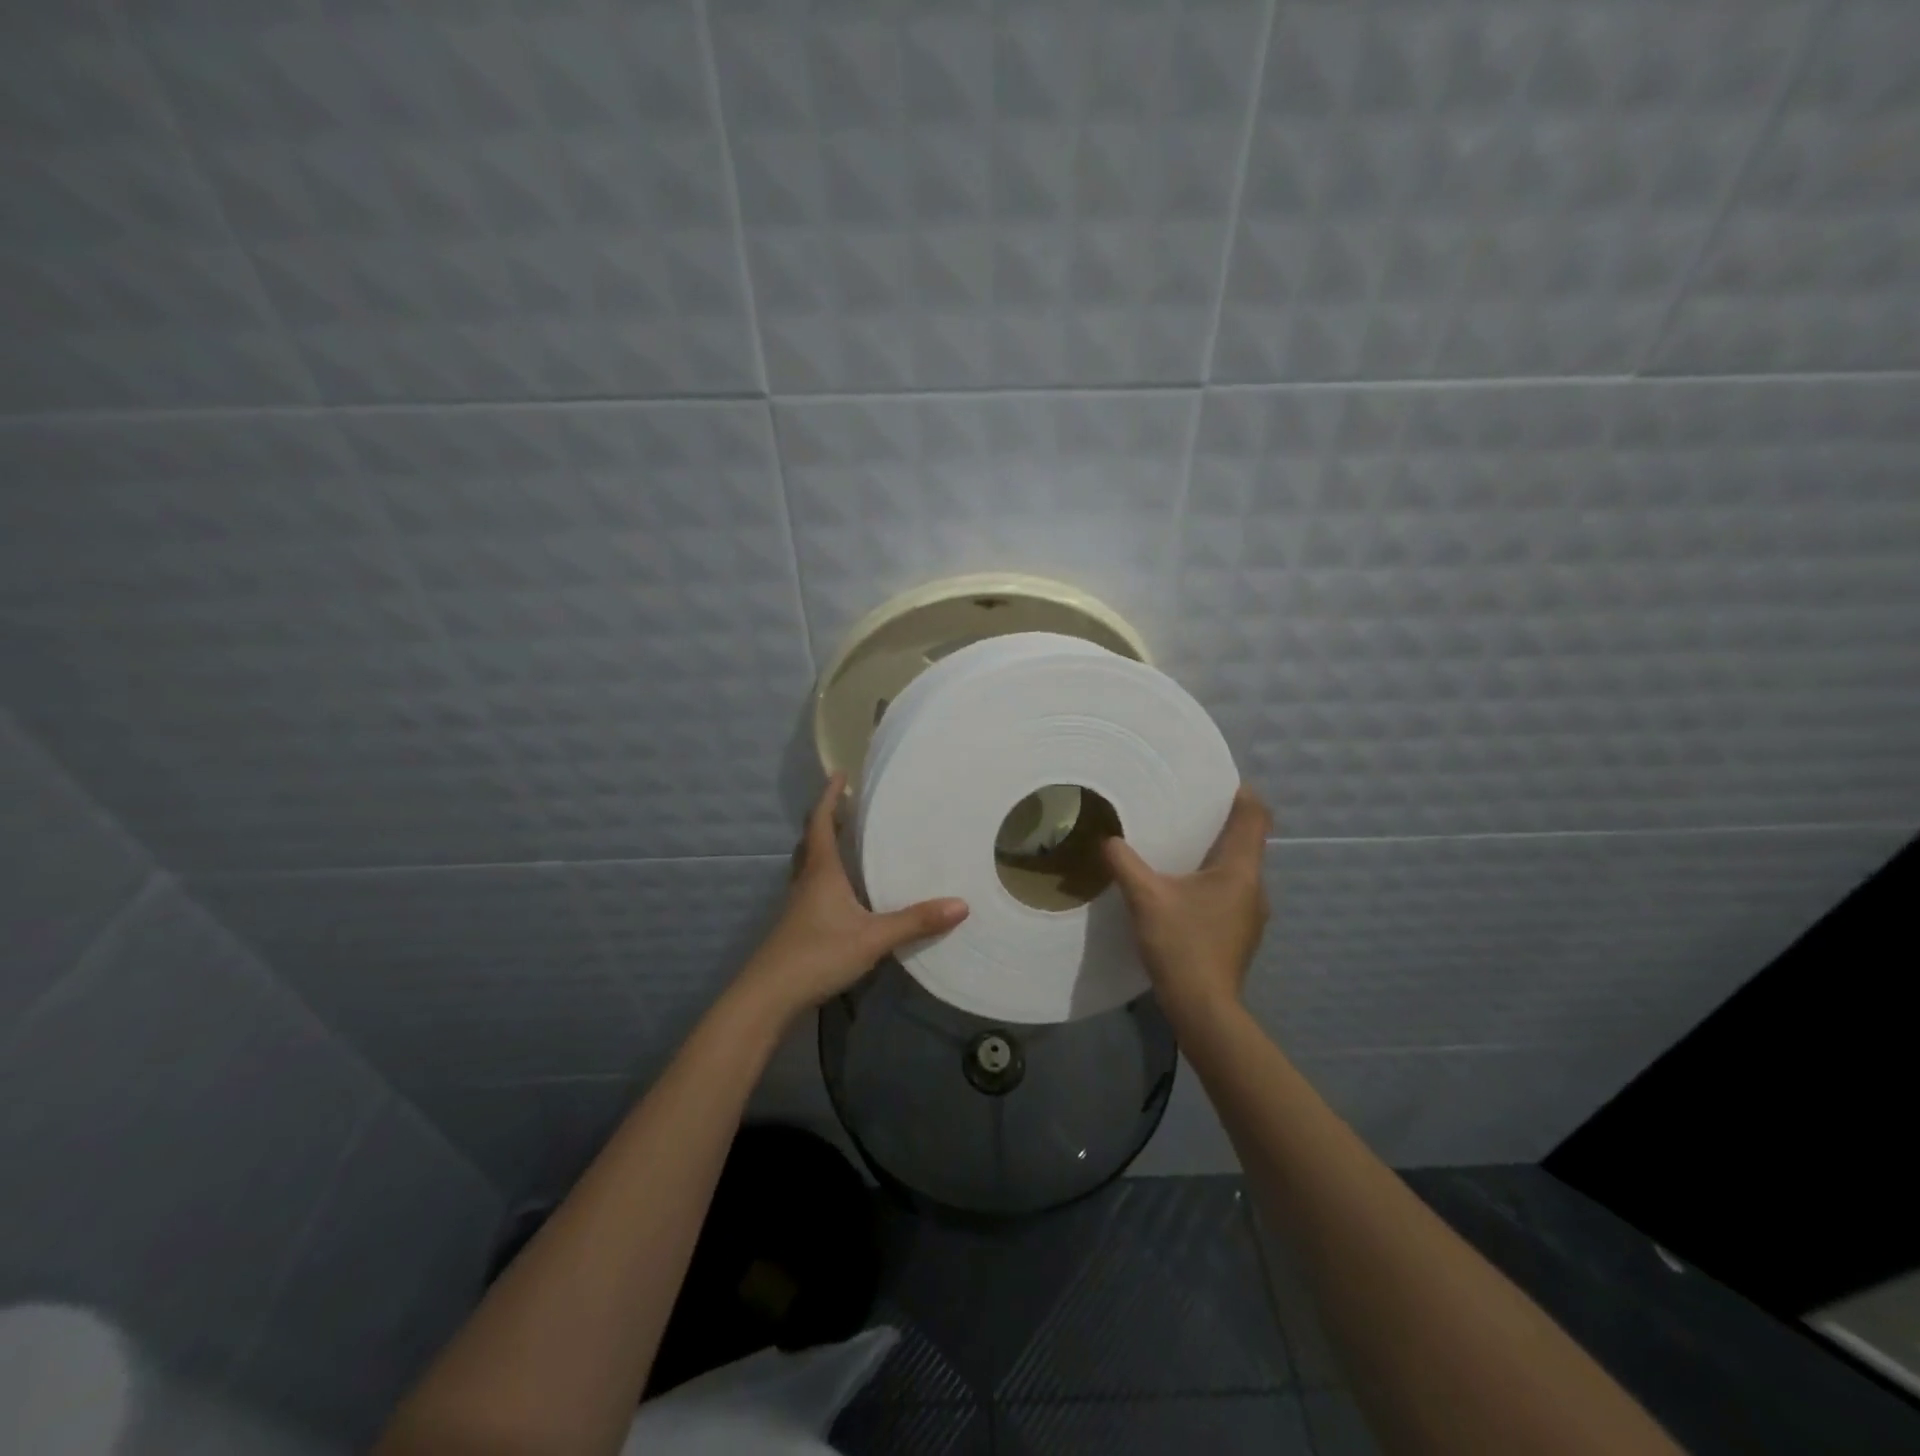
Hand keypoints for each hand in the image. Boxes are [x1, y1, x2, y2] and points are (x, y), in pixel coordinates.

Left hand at [736, 772, 968, 1023]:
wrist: (769, 996)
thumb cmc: (818, 954)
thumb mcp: (873, 938)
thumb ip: (915, 922)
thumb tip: (961, 904)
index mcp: (821, 871)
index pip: (822, 822)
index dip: (830, 796)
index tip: (840, 773)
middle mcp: (807, 880)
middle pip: (813, 839)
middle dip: (830, 818)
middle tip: (851, 805)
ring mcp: (799, 904)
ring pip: (811, 863)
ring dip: (826, 846)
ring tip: (851, 840)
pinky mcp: (798, 924)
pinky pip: (813, 886)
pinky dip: (828, 875)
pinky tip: (846, 891)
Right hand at [1102, 786, 1271, 1018]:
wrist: (1203, 1009)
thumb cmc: (1182, 945)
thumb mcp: (1145, 898)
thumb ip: (1124, 862)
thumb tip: (1107, 839)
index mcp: (1240, 869)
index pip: (1255, 816)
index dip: (1242, 794)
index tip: (1217, 781)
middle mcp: (1254, 887)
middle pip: (1247, 842)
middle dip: (1221, 824)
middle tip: (1186, 811)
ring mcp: (1251, 914)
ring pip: (1238, 870)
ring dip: (1214, 856)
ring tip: (1180, 848)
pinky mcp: (1241, 934)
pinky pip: (1230, 893)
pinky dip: (1212, 882)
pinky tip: (1183, 891)